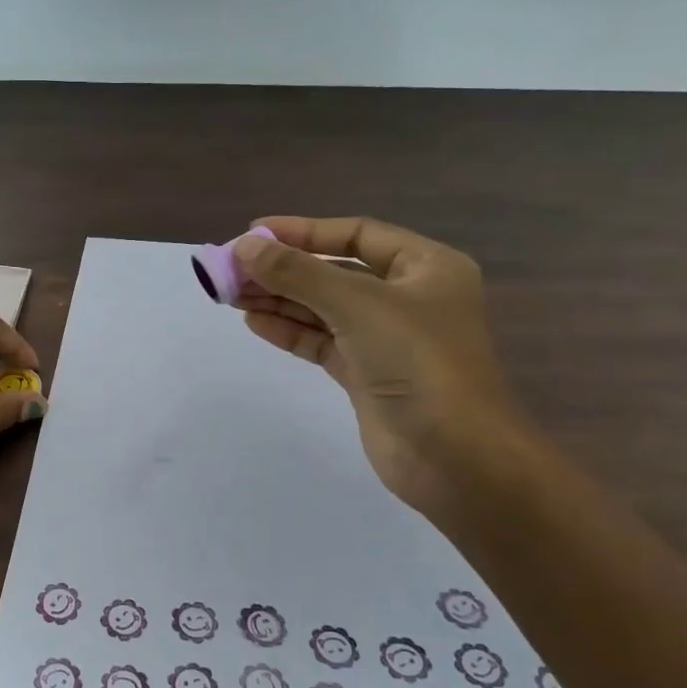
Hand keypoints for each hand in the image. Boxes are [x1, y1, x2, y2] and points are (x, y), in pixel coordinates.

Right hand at [230, 217, 529, 523]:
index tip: (252, 232)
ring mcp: (387, 339)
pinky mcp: (367, 374)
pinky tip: (254, 322)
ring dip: (279, 299)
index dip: (303, 231)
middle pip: (335, 272)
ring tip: (231, 294)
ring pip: (324, 308)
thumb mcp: (356, 305)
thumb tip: (243, 246)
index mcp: (425, 267)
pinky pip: (322, 342)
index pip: (356, 235)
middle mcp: (407, 298)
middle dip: (284, 269)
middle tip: (231, 269)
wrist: (455, 456)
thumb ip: (297, 273)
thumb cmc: (418, 362)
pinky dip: (289, 330)